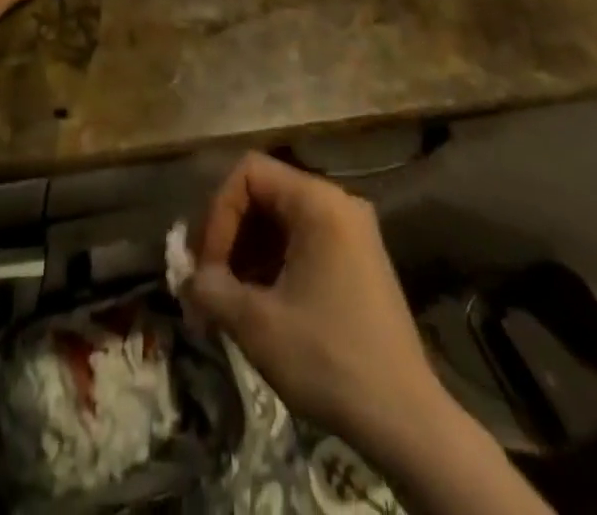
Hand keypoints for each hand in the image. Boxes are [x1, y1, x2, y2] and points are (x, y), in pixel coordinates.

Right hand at [185, 153, 450, 449]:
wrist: (408, 423)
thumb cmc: (329, 359)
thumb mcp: (257, 324)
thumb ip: (211, 289)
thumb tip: (187, 279)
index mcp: (317, 201)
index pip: (248, 173)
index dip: (218, 213)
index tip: (208, 266)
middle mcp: (337, 202)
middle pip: (263, 194)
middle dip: (229, 237)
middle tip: (208, 284)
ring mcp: (352, 231)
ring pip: (280, 220)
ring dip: (247, 254)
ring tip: (228, 302)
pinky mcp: (358, 260)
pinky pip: (302, 241)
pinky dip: (273, 264)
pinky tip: (259, 305)